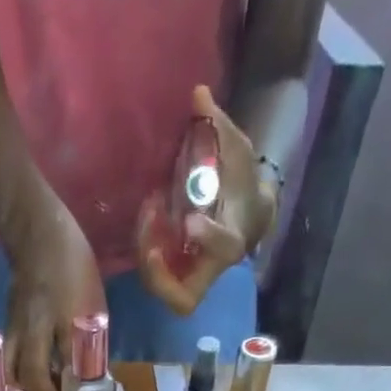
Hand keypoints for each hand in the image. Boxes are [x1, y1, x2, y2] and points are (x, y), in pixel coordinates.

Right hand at [2, 199, 106, 390]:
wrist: (38, 232)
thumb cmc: (74, 266)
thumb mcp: (94, 304)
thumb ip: (92, 341)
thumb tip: (95, 379)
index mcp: (60, 316)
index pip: (63, 363)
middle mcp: (32, 326)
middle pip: (28, 374)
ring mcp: (15, 327)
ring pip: (12, 370)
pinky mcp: (7, 326)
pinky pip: (9, 360)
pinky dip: (18, 378)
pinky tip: (32, 385)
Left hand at [137, 85, 279, 316]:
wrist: (246, 210)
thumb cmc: (242, 182)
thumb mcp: (237, 151)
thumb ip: (218, 126)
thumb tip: (197, 93)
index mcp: (233, 240)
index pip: (224, 249)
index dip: (208, 238)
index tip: (190, 219)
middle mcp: (209, 267)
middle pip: (183, 297)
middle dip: (160, 275)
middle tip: (149, 239)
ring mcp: (190, 274)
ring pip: (163, 290)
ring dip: (146, 259)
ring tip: (146, 214)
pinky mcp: (175, 272)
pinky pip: (154, 275)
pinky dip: (144, 251)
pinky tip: (145, 217)